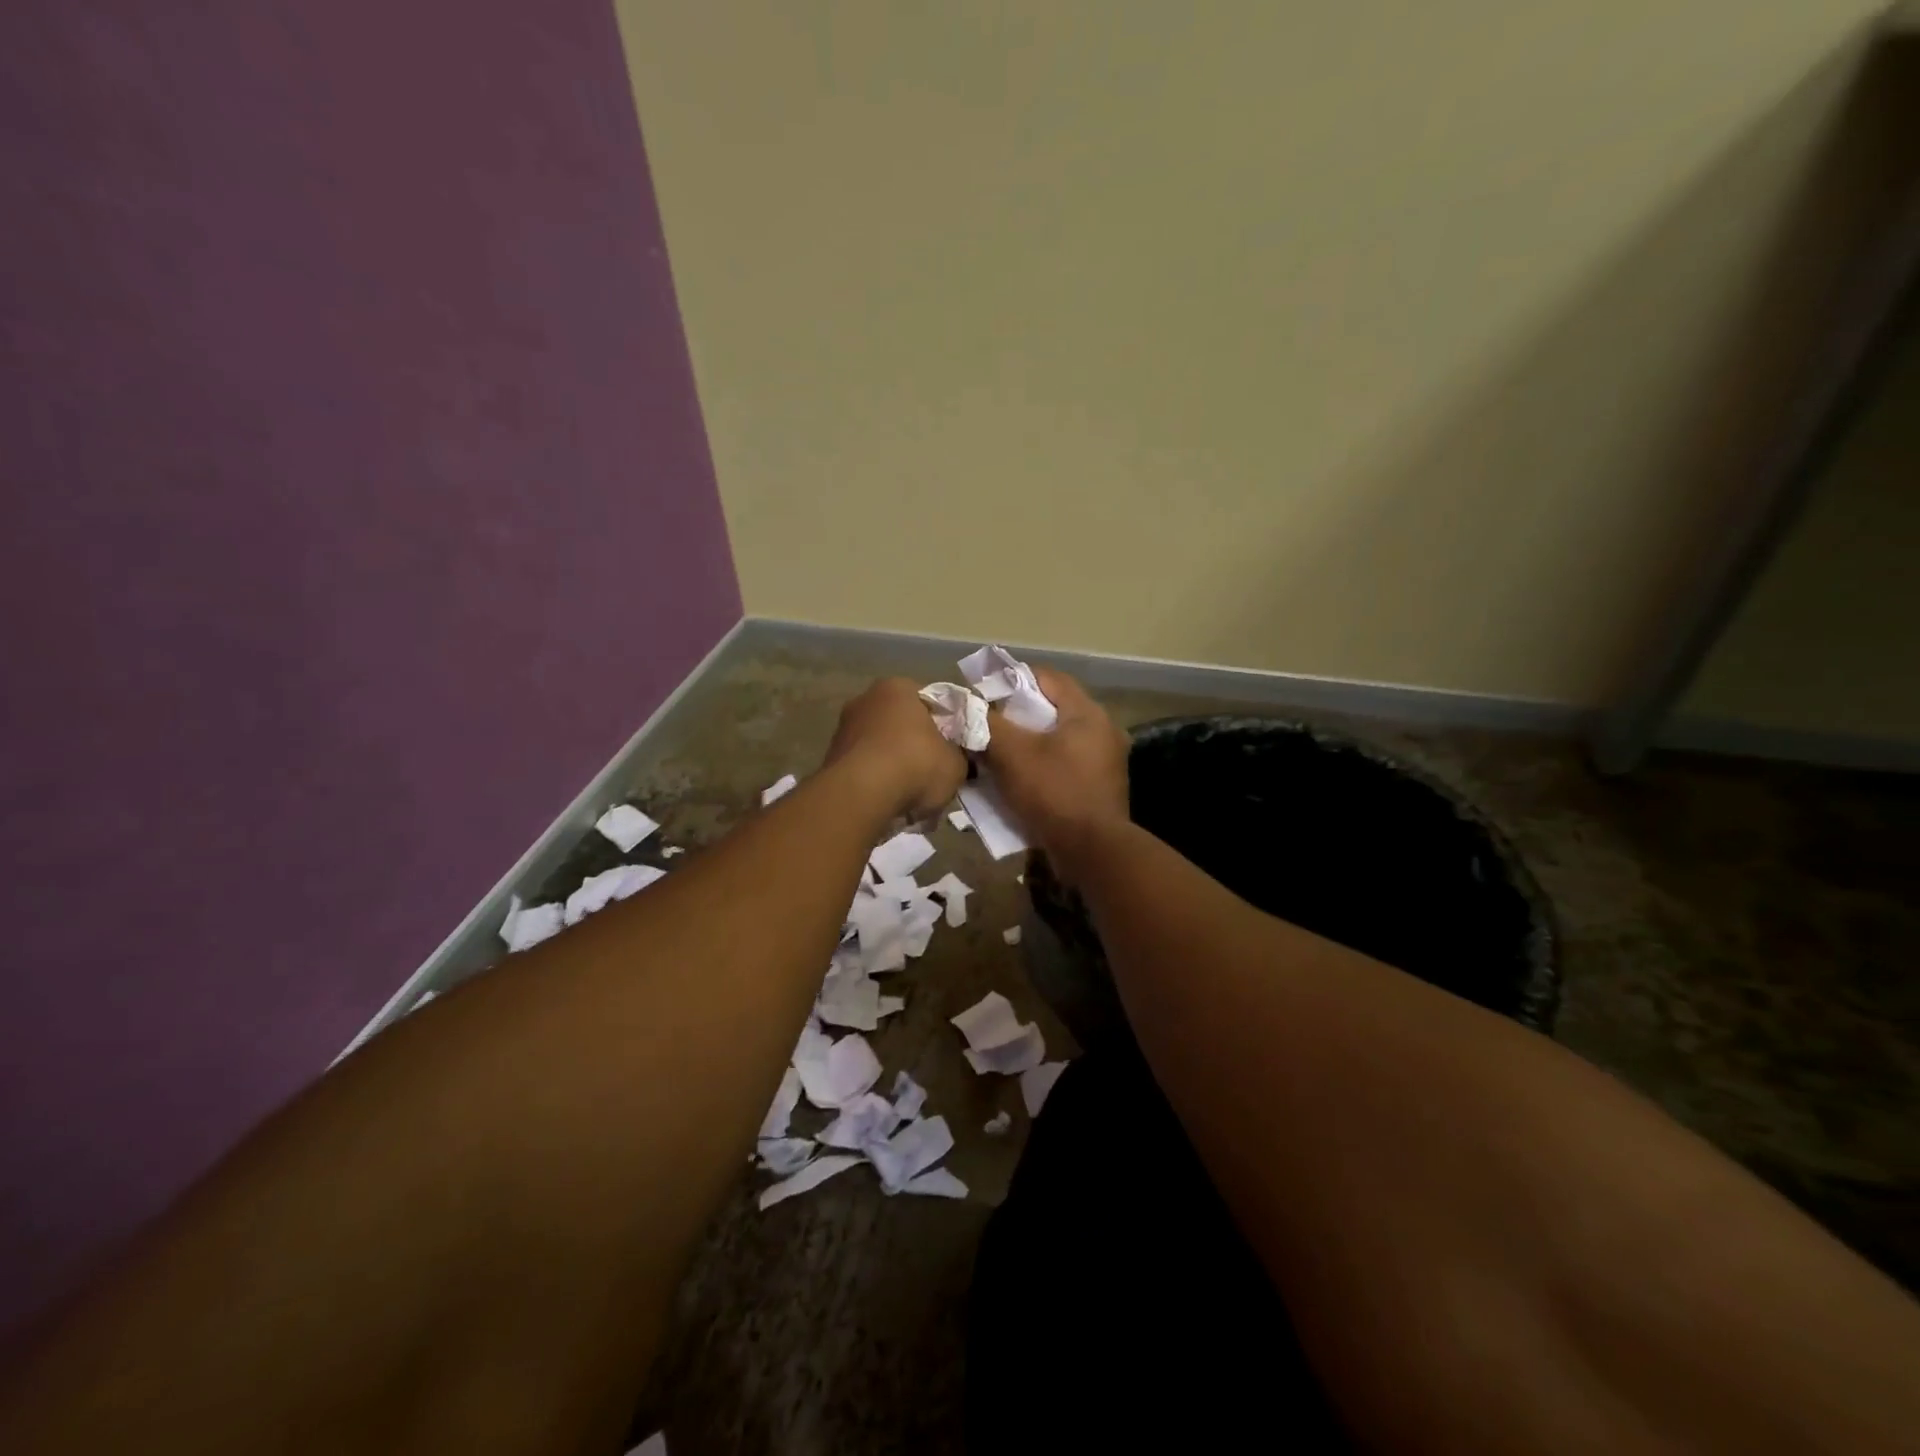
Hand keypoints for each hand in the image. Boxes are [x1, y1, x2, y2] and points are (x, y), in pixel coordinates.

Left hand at [824, 677, 967, 820]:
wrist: (861, 796)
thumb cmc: (915, 765)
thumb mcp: (956, 763)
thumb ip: (958, 755)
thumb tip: (954, 758)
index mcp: (898, 687)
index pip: (930, 701)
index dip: (945, 725)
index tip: (953, 748)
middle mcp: (866, 699)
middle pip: (901, 722)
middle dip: (916, 744)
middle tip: (932, 771)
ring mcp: (843, 727)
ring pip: (880, 745)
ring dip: (894, 764)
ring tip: (911, 793)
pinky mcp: (830, 757)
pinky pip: (864, 767)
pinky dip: (876, 780)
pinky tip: (889, 800)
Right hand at [984, 668, 1129, 868]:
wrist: (1092, 852)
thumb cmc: (1053, 792)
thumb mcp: (1012, 754)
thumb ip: (986, 724)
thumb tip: (964, 707)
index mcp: (1087, 712)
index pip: (1046, 677)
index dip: (1011, 680)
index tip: (983, 694)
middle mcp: (1103, 729)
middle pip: (1052, 708)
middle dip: (1017, 715)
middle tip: (987, 725)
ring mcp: (1106, 760)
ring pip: (1058, 739)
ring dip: (1028, 743)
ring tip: (998, 753)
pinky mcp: (1101, 787)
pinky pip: (1065, 764)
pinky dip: (1042, 765)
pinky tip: (1020, 779)